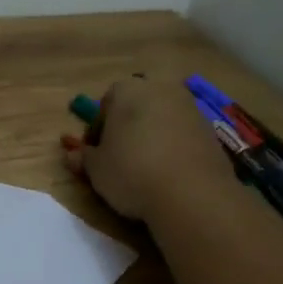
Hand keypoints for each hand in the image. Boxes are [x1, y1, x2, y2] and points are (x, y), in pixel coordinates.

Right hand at [61, 77, 236, 223]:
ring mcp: (190, 107)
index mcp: (127, 90)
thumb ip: (83, 157)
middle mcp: (160, 89)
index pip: (105, 103)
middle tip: (120, 155)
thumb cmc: (131, 172)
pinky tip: (168, 172)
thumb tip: (71, 154)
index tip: (96, 152)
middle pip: (137, 105)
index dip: (97, 129)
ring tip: (145, 167)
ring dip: (152, 135)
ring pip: (162, 117)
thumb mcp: (96, 169)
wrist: (191, 194)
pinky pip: (183, 133)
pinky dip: (174, 146)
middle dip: (128, 125)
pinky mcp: (211, 129)